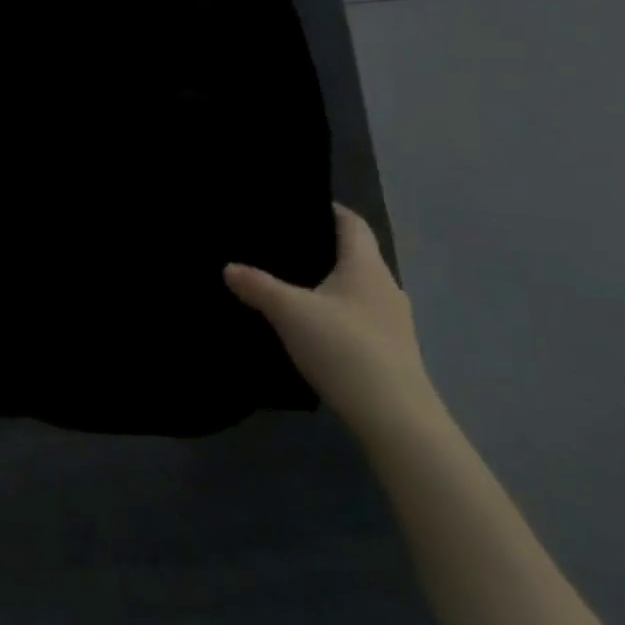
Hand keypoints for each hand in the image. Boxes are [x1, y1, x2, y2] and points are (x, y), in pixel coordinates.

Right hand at [226, 205, 441, 439]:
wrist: (395, 419)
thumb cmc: (345, 349)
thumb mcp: (290, 313)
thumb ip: (258, 286)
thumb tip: (228, 267)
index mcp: (366, 266)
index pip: (352, 222)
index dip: (329, 209)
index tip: (299, 205)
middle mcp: (385, 287)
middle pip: (355, 254)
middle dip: (323, 248)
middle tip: (282, 245)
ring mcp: (393, 322)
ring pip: (357, 289)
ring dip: (330, 284)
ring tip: (292, 285)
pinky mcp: (392, 352)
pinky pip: (359, 317)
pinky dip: (337, 313)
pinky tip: (313, 327)